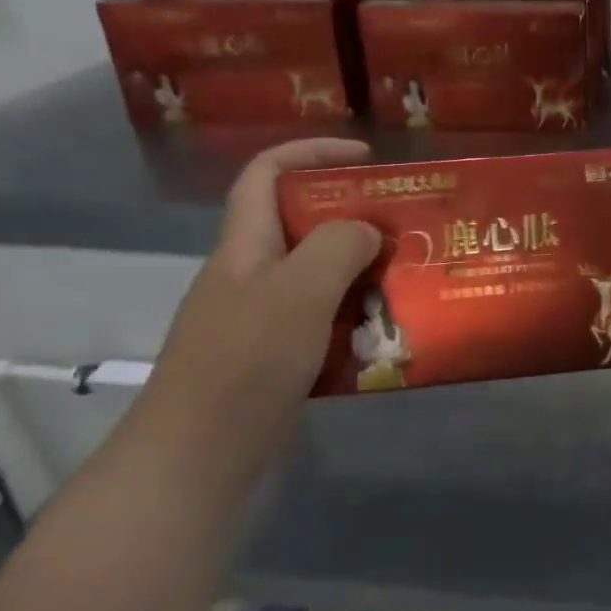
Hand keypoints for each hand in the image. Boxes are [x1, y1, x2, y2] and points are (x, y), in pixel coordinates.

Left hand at [141, 138, 380, 458]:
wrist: (198, 458)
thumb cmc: (245, 362)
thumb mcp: (298, 292)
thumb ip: (338, 247)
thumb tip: (368, 230)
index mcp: (245, 246)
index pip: (267, 174)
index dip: (312, 152)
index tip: (368, 158)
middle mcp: (251, 275)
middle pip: (302, 224)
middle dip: (355, 218)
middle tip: (408, 226)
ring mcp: (263, 319)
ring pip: (320, 276)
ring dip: (364, 272)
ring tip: (412, 277)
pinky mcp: (278, 357)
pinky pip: (326, 320)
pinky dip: (359, 317)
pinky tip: (391, 331)